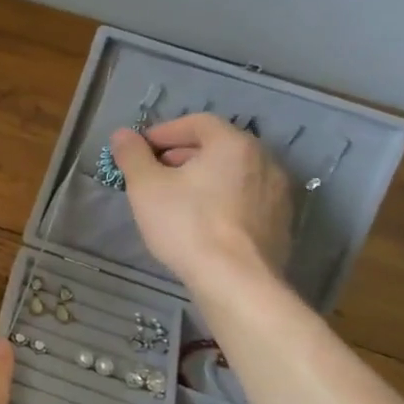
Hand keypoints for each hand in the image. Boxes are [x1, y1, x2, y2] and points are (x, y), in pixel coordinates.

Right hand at [107, 115, 294, 300]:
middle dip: (183, 155)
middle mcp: (264, 160)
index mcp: (233, 144)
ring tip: (177, 199)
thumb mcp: (146, 187)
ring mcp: (278, 193)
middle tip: (155, 174)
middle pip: (218, 147)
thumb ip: (133, 155)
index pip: (198, 122)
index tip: (141, 150)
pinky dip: (223, 200)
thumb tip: (123, 134)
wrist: (236, 281)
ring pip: (233, 174)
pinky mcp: (281, 223)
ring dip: (204, 178)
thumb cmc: (187, 225)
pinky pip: (246, 199)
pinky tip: (203, 223)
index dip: (165, 132)